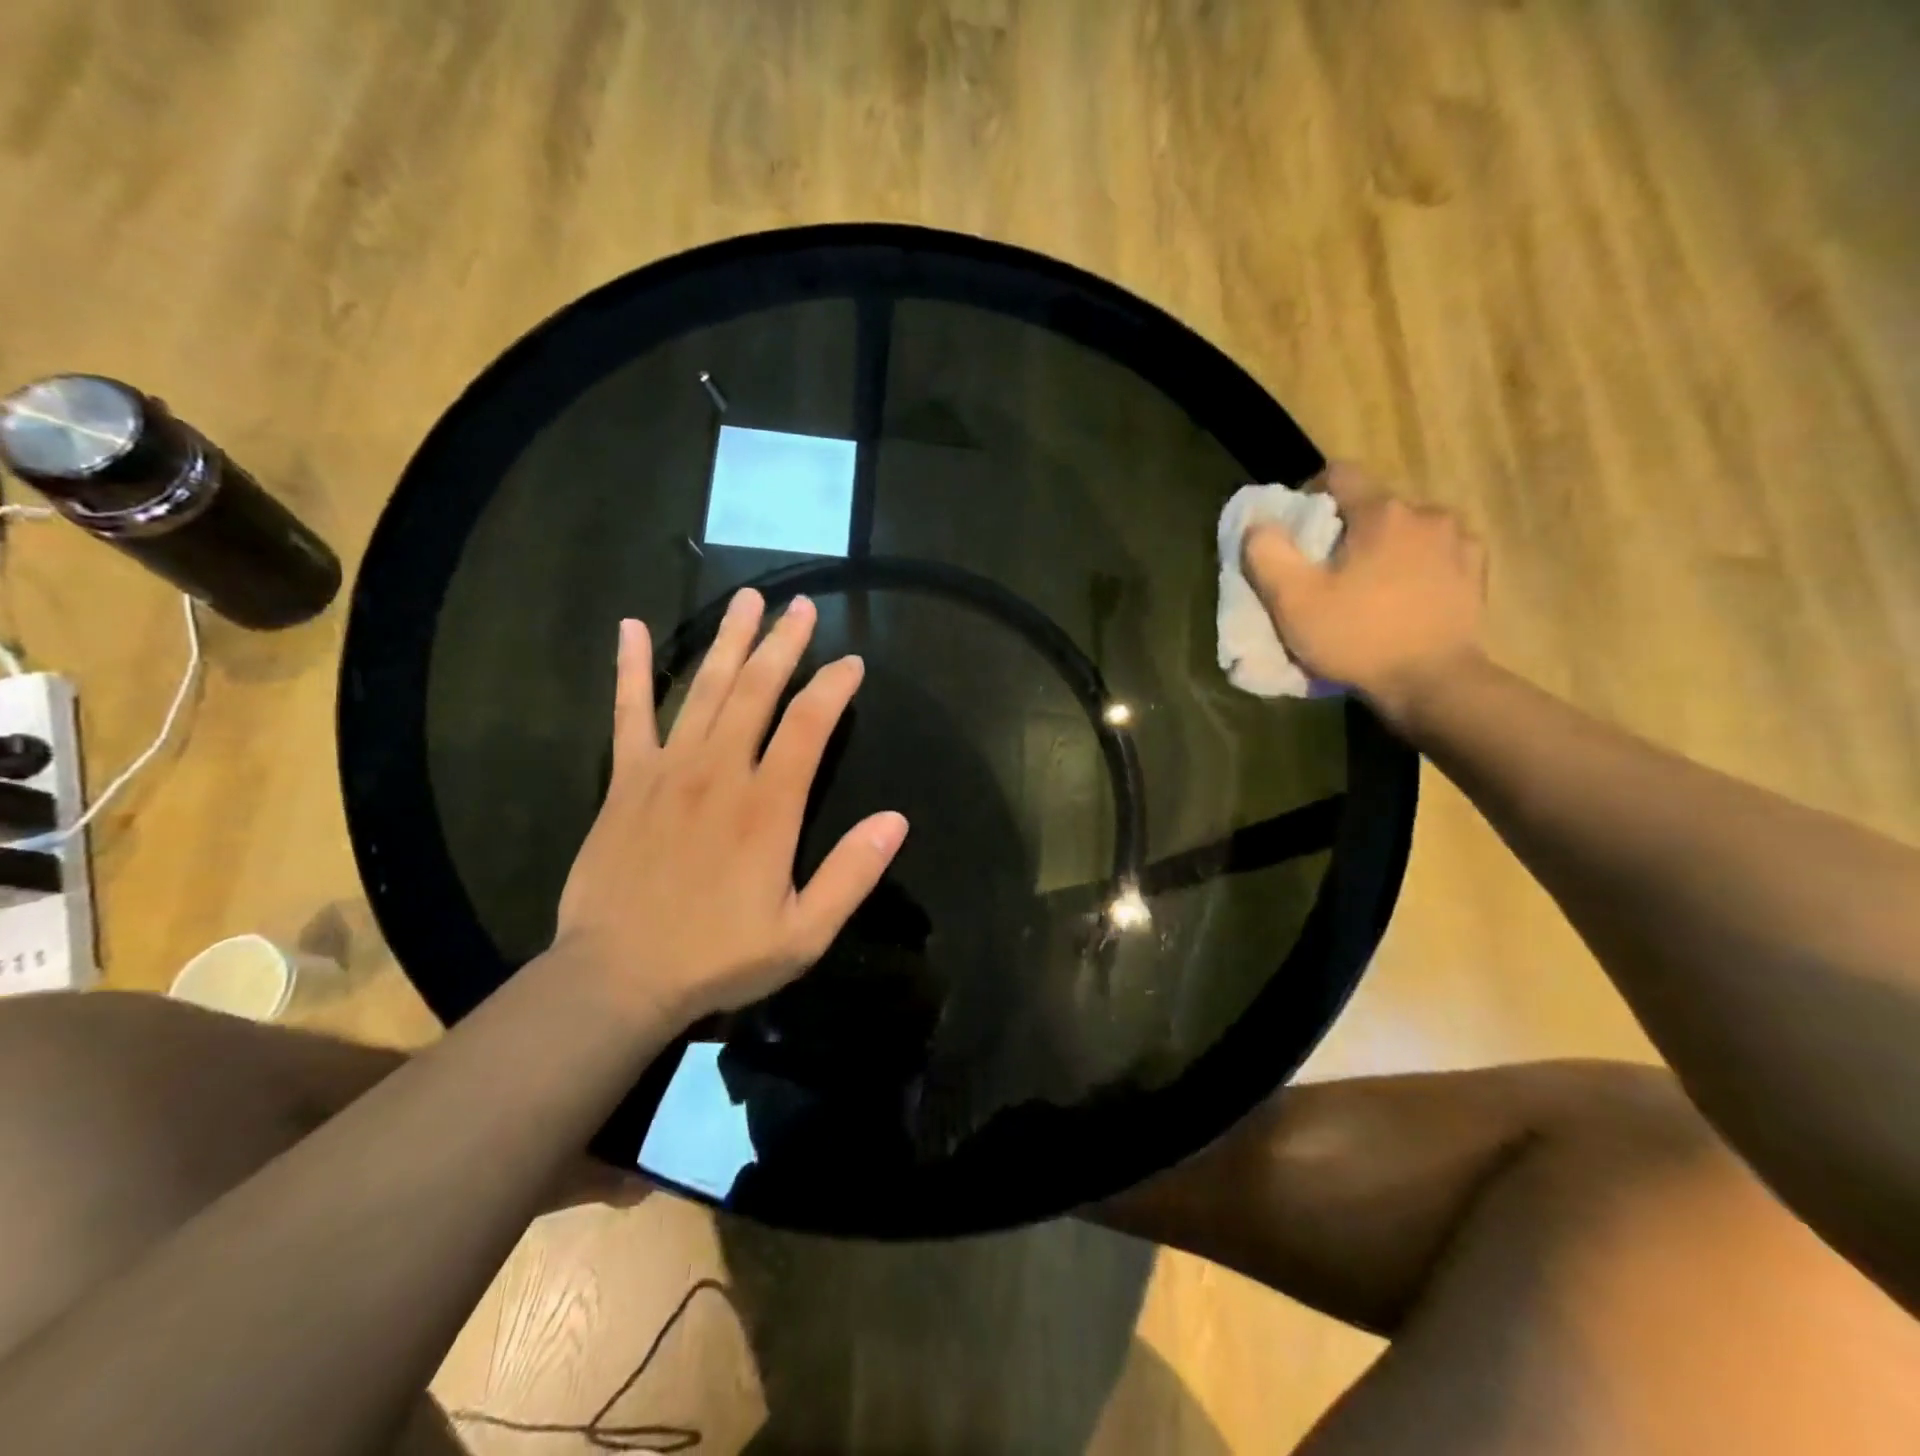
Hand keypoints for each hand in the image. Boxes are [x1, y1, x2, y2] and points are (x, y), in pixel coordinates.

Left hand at [554, 590, 908, 1025]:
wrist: (618, 978)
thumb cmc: (718, 958)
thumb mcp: (804, 934)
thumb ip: (851, 874)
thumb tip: (896, 820)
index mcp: (768, 806)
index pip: (809, 725)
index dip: (834, 687)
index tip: (852, 664)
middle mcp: (720, 772)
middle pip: (756, 690)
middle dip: (783, 644)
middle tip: (801, 605)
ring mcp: (667, 770)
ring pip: (703, 689)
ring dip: (729, 641)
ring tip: (747, 600)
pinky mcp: (625, 781)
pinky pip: (628, 714)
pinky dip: (629, 669)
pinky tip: (630, 628)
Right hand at [1243, 463, 1486, 731]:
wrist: (1433, 683)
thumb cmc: (1357, 637)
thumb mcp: (1293, 601)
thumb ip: (1267, 554)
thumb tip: (1259, 524)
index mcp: (1381, 512)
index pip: (1339, 474)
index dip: (1309, 495)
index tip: (1296, 531)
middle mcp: (1426, 513)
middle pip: (1373, 505)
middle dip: (1346, 530)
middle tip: (1326, 571)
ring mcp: (1459, 541)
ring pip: (1406, 530)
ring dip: (1383, 547)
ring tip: (1367, 587)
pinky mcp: (1475, 571)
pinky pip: (1435, 553)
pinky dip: (1415, 566)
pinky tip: (1402, 597)